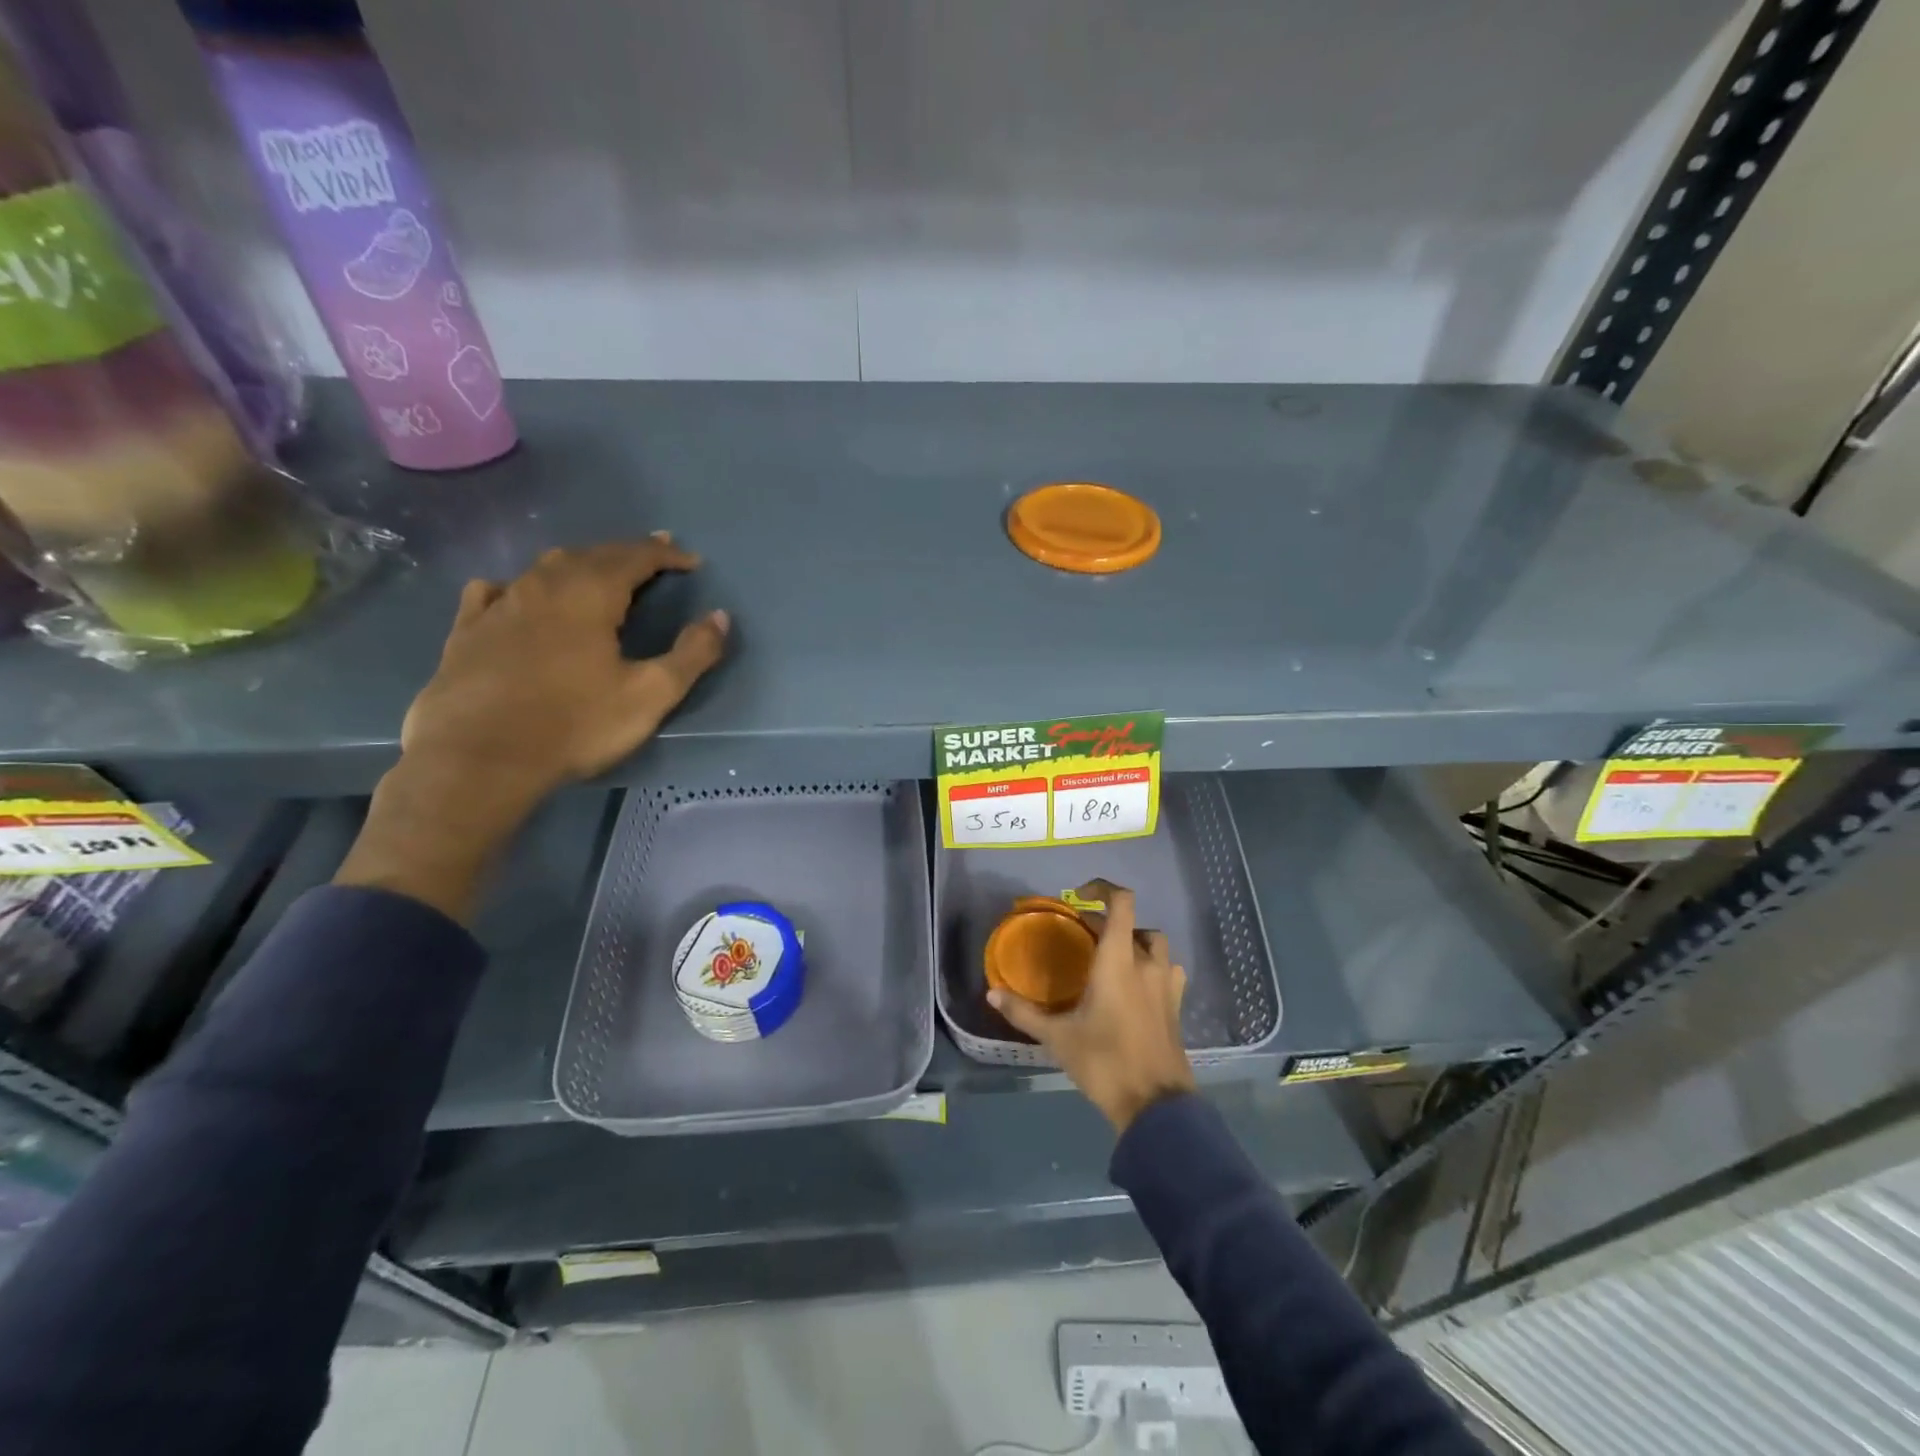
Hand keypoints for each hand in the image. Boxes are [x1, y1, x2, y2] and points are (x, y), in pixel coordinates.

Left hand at [336, 537, 728, 921]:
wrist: (478, 759)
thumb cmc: (574, 725)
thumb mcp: (650, 694)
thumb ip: (692, 654)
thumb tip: (720, 617)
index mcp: (590, 595)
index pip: (635, 557)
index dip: (666, 555)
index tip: (691, 561)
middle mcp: (543, 586)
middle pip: (591, 554)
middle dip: (627, 552)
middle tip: (653, 555)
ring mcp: (499, 605)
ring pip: (544, 568)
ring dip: (579, 563)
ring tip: (597, 571)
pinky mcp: (467, 631)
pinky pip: (494, 591)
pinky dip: (517, 585)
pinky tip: (514, 594)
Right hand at [988, 879, 1195, 1131]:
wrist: (1155, 1105)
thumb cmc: (1104, 1062)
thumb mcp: (1057, 1037)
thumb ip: (1024, 1012)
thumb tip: (992, 992)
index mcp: (1118, 960)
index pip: (1121, 903)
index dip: (1103, 888)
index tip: (1079, 896)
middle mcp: (1147, 963)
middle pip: (1135, 923)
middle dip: (1110, 923)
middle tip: (1085, 937)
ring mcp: (1167, 984)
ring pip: (1156, 945)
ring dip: (1135, 942)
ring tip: (1112, 959)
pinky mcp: (1176, 1006)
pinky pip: (1168, 970)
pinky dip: (1152, 966)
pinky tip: (1137, 986)